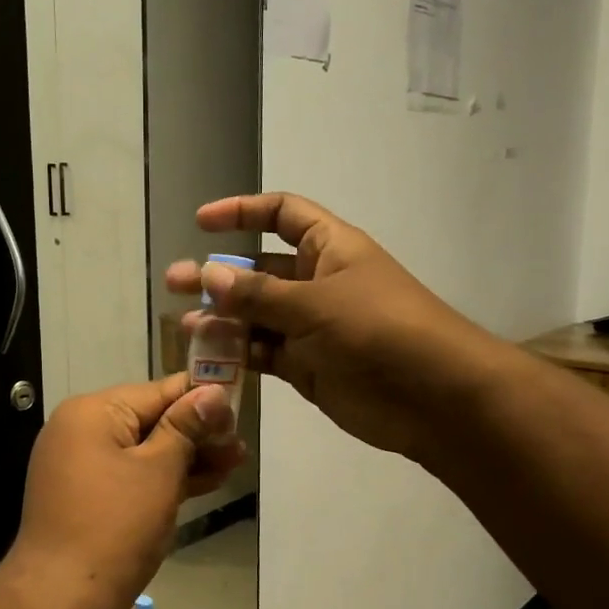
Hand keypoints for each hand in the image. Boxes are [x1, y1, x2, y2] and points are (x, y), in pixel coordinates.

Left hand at [4, 375, 240, 608]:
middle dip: (197, 433)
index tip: (241, 409)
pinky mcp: (86, 494)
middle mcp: (80, 429)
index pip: (158, 391)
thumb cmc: (115, 528)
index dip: (202, 398)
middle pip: (150, 419)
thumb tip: (213, 391)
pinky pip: (130, 473)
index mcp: (93, 412)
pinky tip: (204, 482)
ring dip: (186, 457)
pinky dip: (162, 478)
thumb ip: (187, 427)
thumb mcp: (159, 471)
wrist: (61, 600)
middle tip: (241, 447)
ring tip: (234, 464)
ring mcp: (80, 463)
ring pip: (143, 449)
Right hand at [166, 193, 487, 461]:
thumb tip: (208, 274)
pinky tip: (207, 357)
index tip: (202, 222)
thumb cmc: (379, 330)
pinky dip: (237, 355)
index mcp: (329, 248)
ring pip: (256, 316)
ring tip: (185, 324)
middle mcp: (317, 282)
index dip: (243, 212)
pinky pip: (264, 353)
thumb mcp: (316, 304)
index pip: (282, 215)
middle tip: (175, 282)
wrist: (433, 397)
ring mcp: (311, 327)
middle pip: (259, 270)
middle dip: (219, 274)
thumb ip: (259, 294)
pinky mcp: (307, 366)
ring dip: (222, 318)